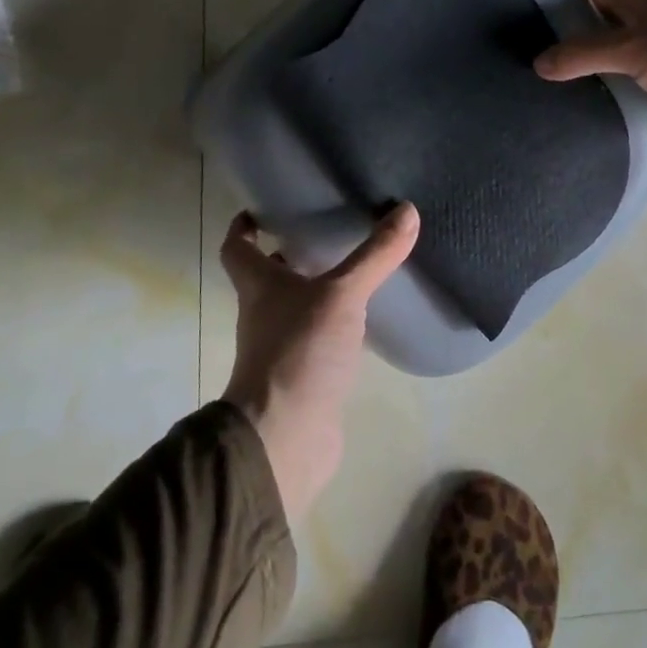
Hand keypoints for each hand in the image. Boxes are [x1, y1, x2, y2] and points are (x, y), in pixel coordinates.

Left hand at [219, 203, 420, 520]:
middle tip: (323, 231)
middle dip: (288, 255)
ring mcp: (281, 349)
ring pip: (294, 308)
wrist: (286, 438)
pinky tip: (364, 320)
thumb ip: (375, 256)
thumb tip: (407, 209)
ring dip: (315, 290)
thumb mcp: (342, 295)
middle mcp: (263, 314)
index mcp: (259, 286)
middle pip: (267, 278)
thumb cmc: (299, 351)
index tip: (262, 209)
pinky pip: (317, 340)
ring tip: (354, 269)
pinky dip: (335, 326)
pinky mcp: (303, 377)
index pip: (238, 248)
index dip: (245, 227)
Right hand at [535, 0, 646, 158]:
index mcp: (645, 2)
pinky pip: (631, 75)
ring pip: (618, 43)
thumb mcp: (636, 49)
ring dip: (591, 45)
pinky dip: (609, 77)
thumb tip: (538, 62)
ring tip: (553, 56)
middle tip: (536, 19)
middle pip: (608, 8)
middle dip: (577, 7)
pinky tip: (590, 90)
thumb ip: (586, 54)